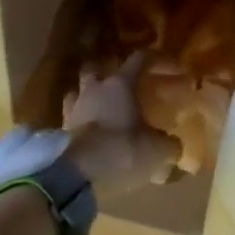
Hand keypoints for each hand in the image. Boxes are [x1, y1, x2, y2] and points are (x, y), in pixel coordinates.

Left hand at [62, 53, 177, 198]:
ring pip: (77, 92)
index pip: (139, 58)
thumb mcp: (157, 149)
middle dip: (106, 72)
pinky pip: (69, 119)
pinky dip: (78, 122)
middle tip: (120, 83)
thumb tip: (174, 145)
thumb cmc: (123, 150)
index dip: (155, 59)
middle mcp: (94, 89)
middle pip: (96, 68)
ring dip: (86, 96)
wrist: (78, 176)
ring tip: (98, 107)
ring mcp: (73, 109)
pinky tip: (88, 133)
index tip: (168, 65)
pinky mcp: (59, 132)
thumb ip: (169, 144)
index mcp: (120, 84)